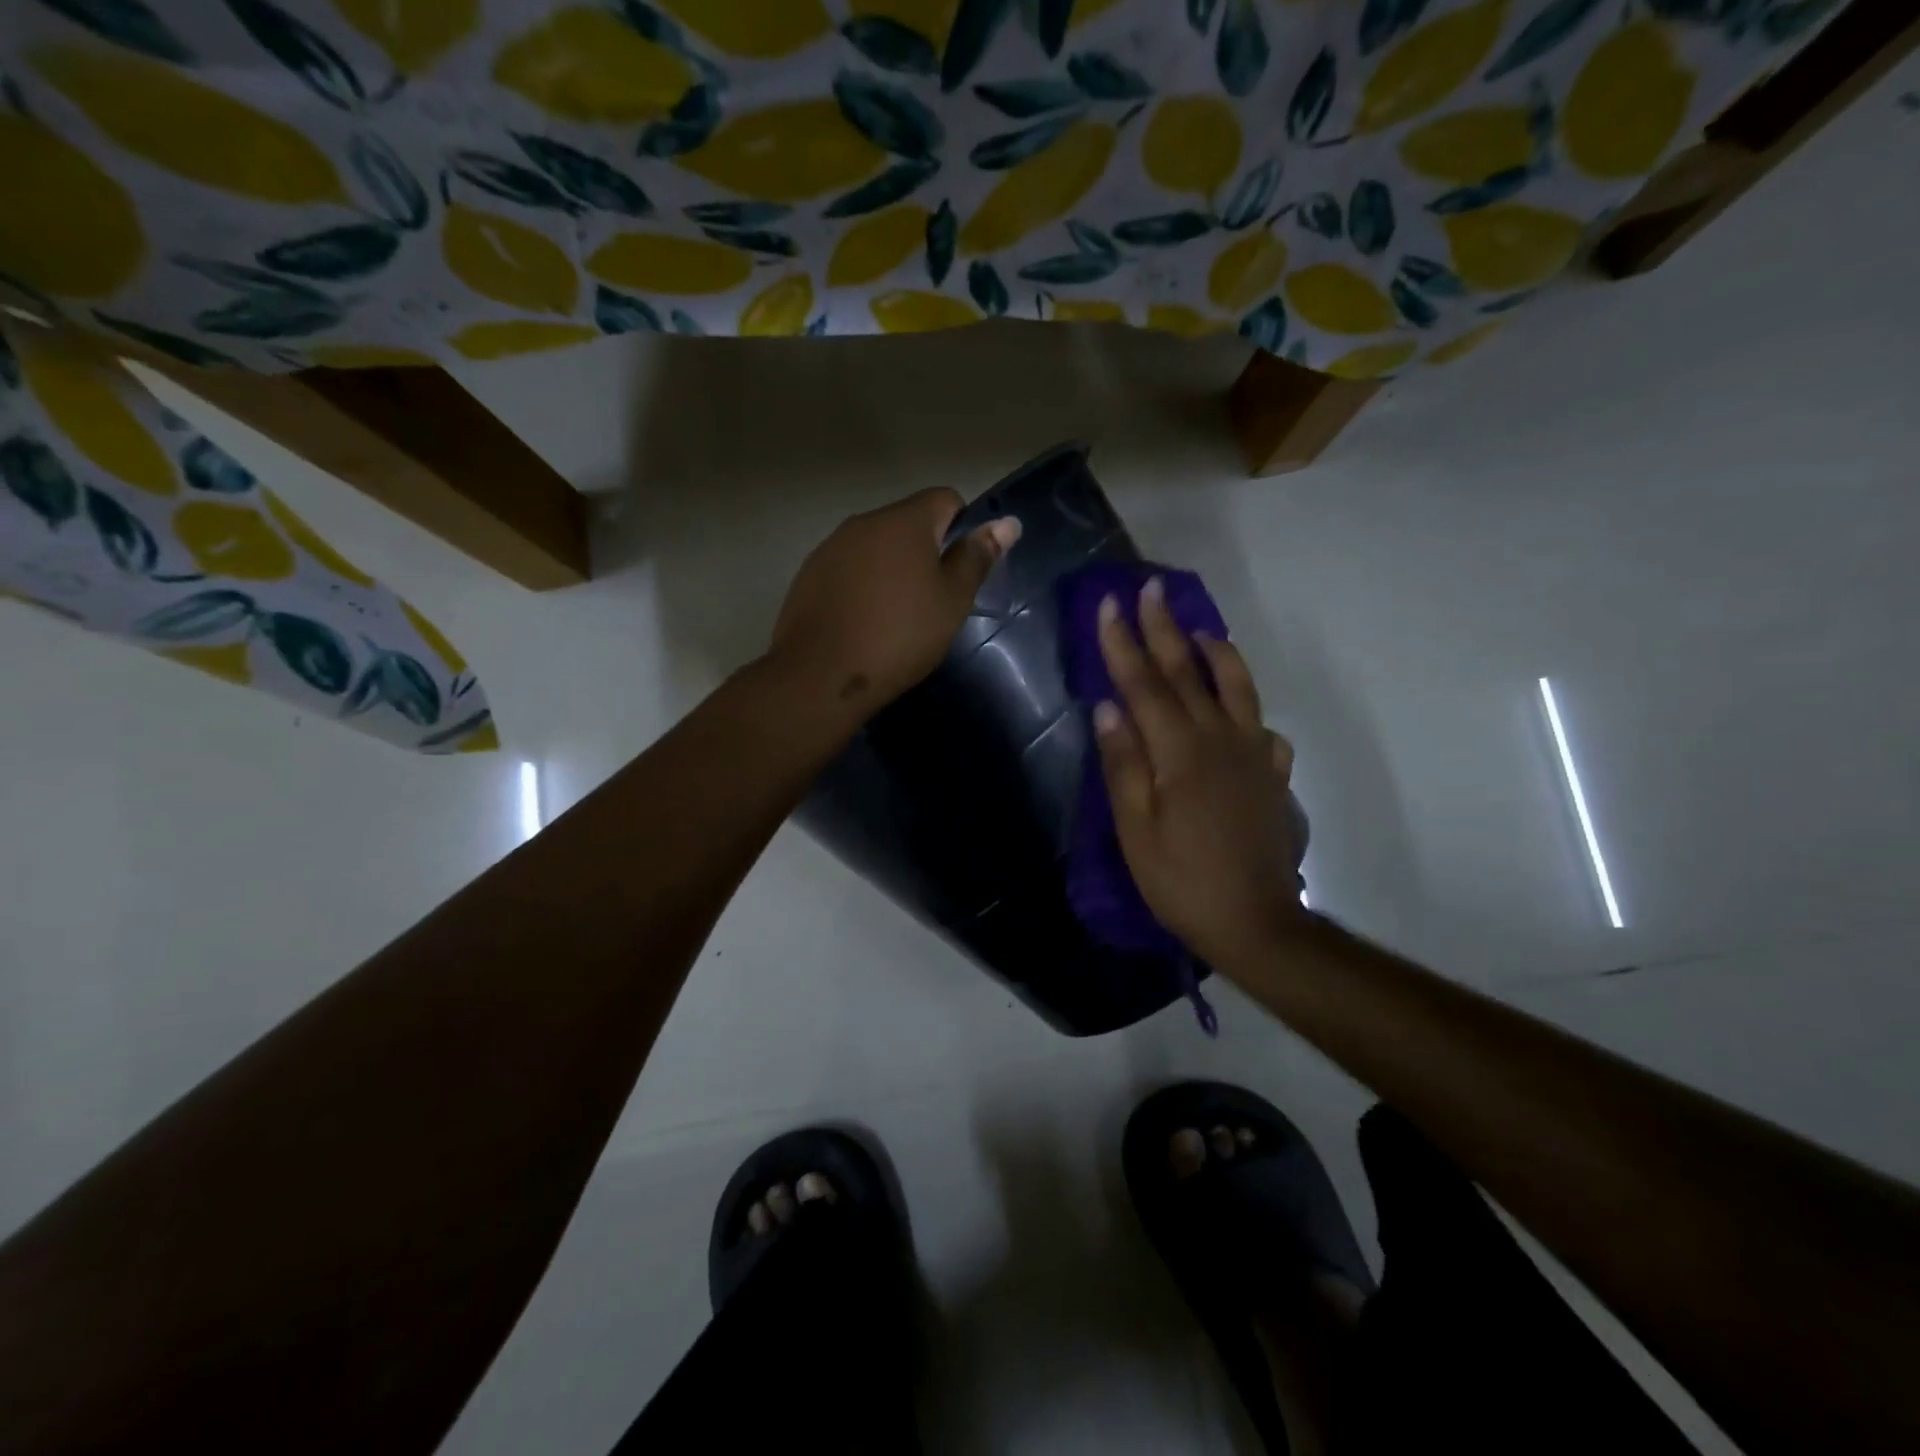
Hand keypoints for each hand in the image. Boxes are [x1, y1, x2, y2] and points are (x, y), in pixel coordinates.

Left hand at [770, 488, 1019, 714]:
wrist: (820, 675)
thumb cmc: (899, 636)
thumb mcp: (952, 601)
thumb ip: (977, 558)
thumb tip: (1008, 522)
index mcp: (905, 520)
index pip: (945, 499)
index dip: (962, 528)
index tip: (960, 571)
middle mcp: (864, 522)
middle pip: (908, 522)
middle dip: (926, 551)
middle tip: (934, 600)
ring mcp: (831, 547)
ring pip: (876, 546)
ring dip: (892, 569)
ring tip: (896, 616)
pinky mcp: (809, 575)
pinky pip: (848, 569)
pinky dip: (862, 586)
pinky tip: (863, 623)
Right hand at [1093, 577, 1304, 968]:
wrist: (1255, 922)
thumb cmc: (1181, 880)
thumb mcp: (1136, 830)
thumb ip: (1124, 764)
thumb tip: (1108, 708)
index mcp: (1180, 752)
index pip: (1145, 685)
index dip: (1124, 643)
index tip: (1110, 604)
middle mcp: (1220, 740)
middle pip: (1188, 674)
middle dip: (1165, 628)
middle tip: (1151, 588)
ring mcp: (1253, 755)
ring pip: (1236, 687)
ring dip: (1214, 652)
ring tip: (1197, 630)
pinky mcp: (1271, 775)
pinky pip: (1260, 725)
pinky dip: (1245, 705)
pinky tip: (1235, 710)